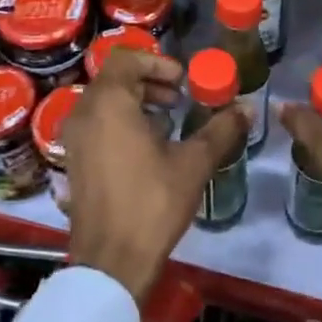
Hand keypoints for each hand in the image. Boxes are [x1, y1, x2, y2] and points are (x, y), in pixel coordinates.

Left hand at [63, 48, 247, 304]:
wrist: (111, 262)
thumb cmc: (152, 203)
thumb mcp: (193, 163)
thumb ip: (221, 130)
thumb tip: (248, 108)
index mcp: (109, 104)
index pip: (127, 59)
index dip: (157, 63)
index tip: (183, 82)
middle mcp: (84, 113)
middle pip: (115, 78)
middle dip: (150, 83)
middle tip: (180, 99)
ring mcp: (74, 139)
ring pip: (104, 102)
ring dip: (136, 102)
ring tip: (168, 122)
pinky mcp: (73, 161)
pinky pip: (96, 124)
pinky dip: (121, 122)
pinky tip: (148, 148)